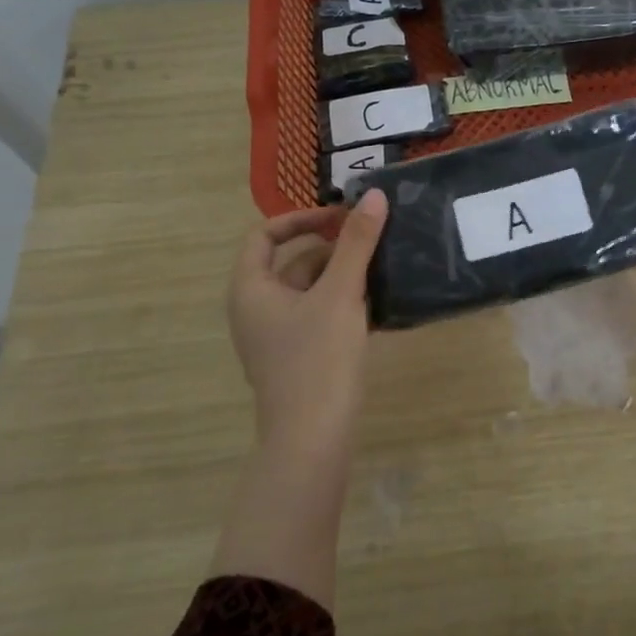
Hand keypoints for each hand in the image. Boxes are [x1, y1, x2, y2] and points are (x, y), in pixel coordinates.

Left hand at [227, 189, 387, 460]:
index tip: (340, 217)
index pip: (264, 236)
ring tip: (383, 267)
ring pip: (311, 291)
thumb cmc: (318, 359)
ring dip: (343, 275)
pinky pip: (320, 316)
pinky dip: (345, 303)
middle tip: (373, 239)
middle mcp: (257, 309)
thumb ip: (357, 243)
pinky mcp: (299, 358)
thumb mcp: (340, 294)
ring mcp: (277, 337)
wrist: (313, 440)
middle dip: (333, 248)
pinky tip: (380, 304)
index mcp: (251, 289)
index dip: (300, 219)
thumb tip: (372, 195)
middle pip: (293, 262)